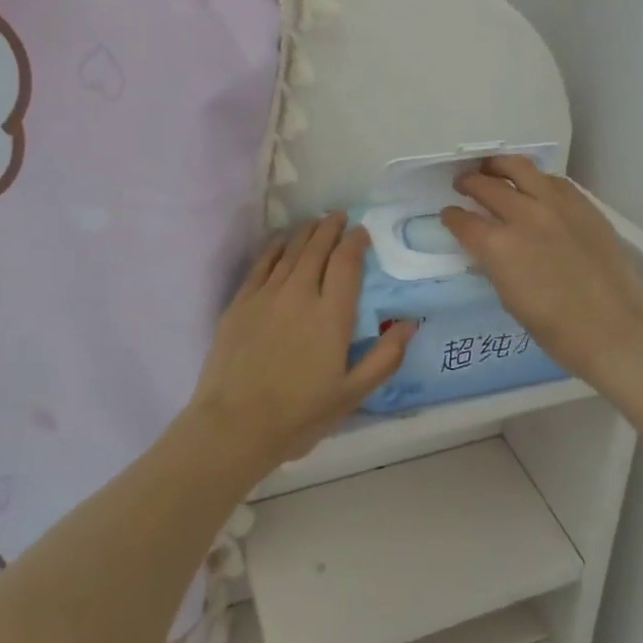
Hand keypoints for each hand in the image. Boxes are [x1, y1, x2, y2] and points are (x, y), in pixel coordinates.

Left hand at [188, 213, 414, 473]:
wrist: (233, 426)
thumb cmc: (298, 415)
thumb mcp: (351, 395)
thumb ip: (384, 358)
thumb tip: (409, 323)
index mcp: (331, 315)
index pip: (346, 263)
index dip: (355, 242)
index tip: (362, 232)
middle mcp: (300, 294)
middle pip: (317, 248)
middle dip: (331, 228)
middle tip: (339, 216)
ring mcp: (267, 295)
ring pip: (290, 250)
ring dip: (305, 232)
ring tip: (315, 222)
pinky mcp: (241, 302)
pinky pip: (261, 263)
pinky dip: (274, 246)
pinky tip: (280, 241)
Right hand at [440, 156, 642, 387]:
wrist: (617, 331)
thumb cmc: (558, 331)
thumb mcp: (510, 299)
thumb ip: (494, 264)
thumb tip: (487, 247)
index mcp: (498, 246)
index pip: (463, 221)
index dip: (452, 217)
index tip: (449, 214)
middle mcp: (523, 215)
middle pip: (487, 186)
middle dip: (469, 183)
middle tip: (463, 184)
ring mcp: (556, 205)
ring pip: (519, 168)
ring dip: (499, 167)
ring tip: (492, 169)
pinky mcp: (582, 204)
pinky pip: (552, 180)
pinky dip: (535, 179)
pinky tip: (534, 185)